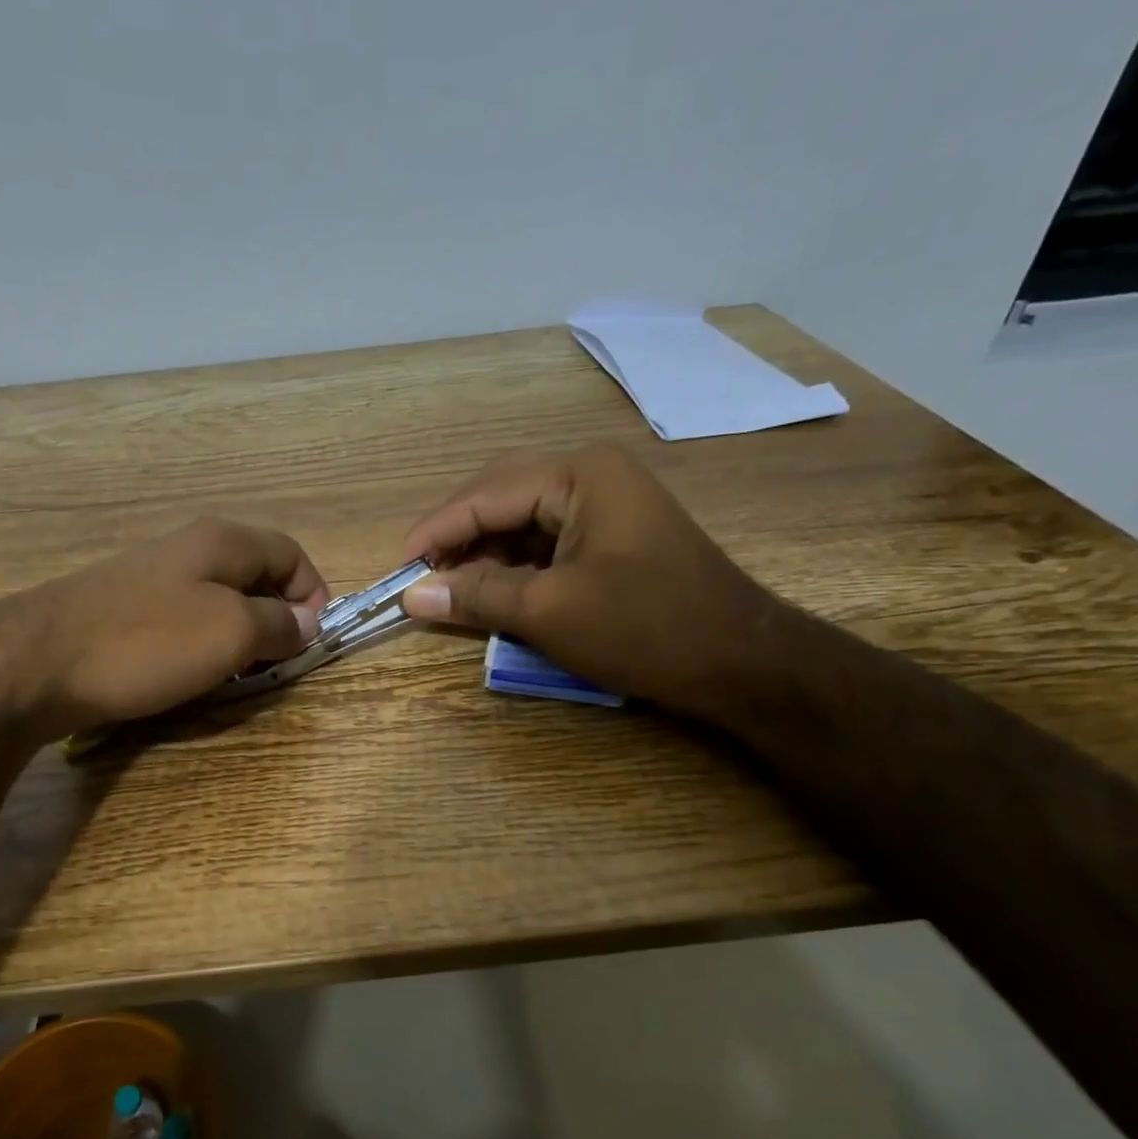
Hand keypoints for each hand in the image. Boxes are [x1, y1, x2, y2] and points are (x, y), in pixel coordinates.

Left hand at [0, 517, 329, 739]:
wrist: (36, 663)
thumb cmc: (147, 642)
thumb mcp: (230, 632)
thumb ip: (278, 623)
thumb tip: (306, 620)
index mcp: (222, 541)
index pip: (291, 553)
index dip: (313, 594)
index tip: (312, 641)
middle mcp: (189, 549)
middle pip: (256, 576)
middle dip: (277, 619)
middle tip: (276, 664)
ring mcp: (152, 578)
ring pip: (220, 602)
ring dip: (239, 637)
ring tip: (236, 675)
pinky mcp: (125, 609)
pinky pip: (184, 621)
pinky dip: (202, 646)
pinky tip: (190, 675)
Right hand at [400, 443, 774, 709]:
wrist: (740, 663)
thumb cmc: (644, 628)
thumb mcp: (548, 611)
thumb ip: (476, 595)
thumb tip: (411, 595)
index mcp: (579, 475)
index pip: (485, 495)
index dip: (435, 532)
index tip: (397, 570)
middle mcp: (591, 476)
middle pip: (501, 498)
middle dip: (458, 539)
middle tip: (422, 579)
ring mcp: (606, 506)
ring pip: (521, 522)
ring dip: (483, 555)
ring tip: (450, 591)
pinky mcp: (611, 539)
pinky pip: (546, 544)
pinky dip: (514, 568)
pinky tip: (493, 593)